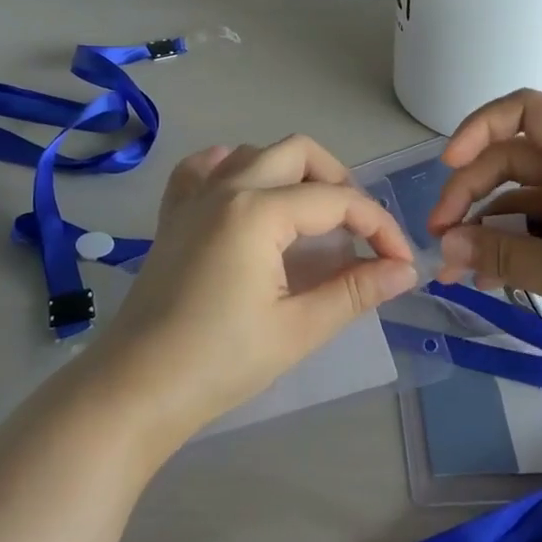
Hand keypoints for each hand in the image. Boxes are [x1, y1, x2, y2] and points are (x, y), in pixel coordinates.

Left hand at [88, 136, 417, 449]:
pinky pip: (204, 169)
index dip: (379, 226)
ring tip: (312, 216)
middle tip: (358, 229)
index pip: (337, 201)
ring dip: (292, 171)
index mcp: (258, 211)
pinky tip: (246, 193)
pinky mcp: (173, 215)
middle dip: (339, 181)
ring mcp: (194, 197)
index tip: (401, 261)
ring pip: (254, 153)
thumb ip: (354, 291)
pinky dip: (233, 169)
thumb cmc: (219, 362)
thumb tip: (404, 270)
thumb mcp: (297, 329)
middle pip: (298, 152)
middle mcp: (226, 188)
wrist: (136, 388)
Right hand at [425, 90, 541, 394]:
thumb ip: (501, 255)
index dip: (478, 129)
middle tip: (439, 238)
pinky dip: (514, 247)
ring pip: (523, 199)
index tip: (448, 166)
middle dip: (471, 195)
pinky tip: (487, 278)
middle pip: (513, 161)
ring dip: (487, 229)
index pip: (525, 111)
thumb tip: (443, 245)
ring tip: (454, 270)